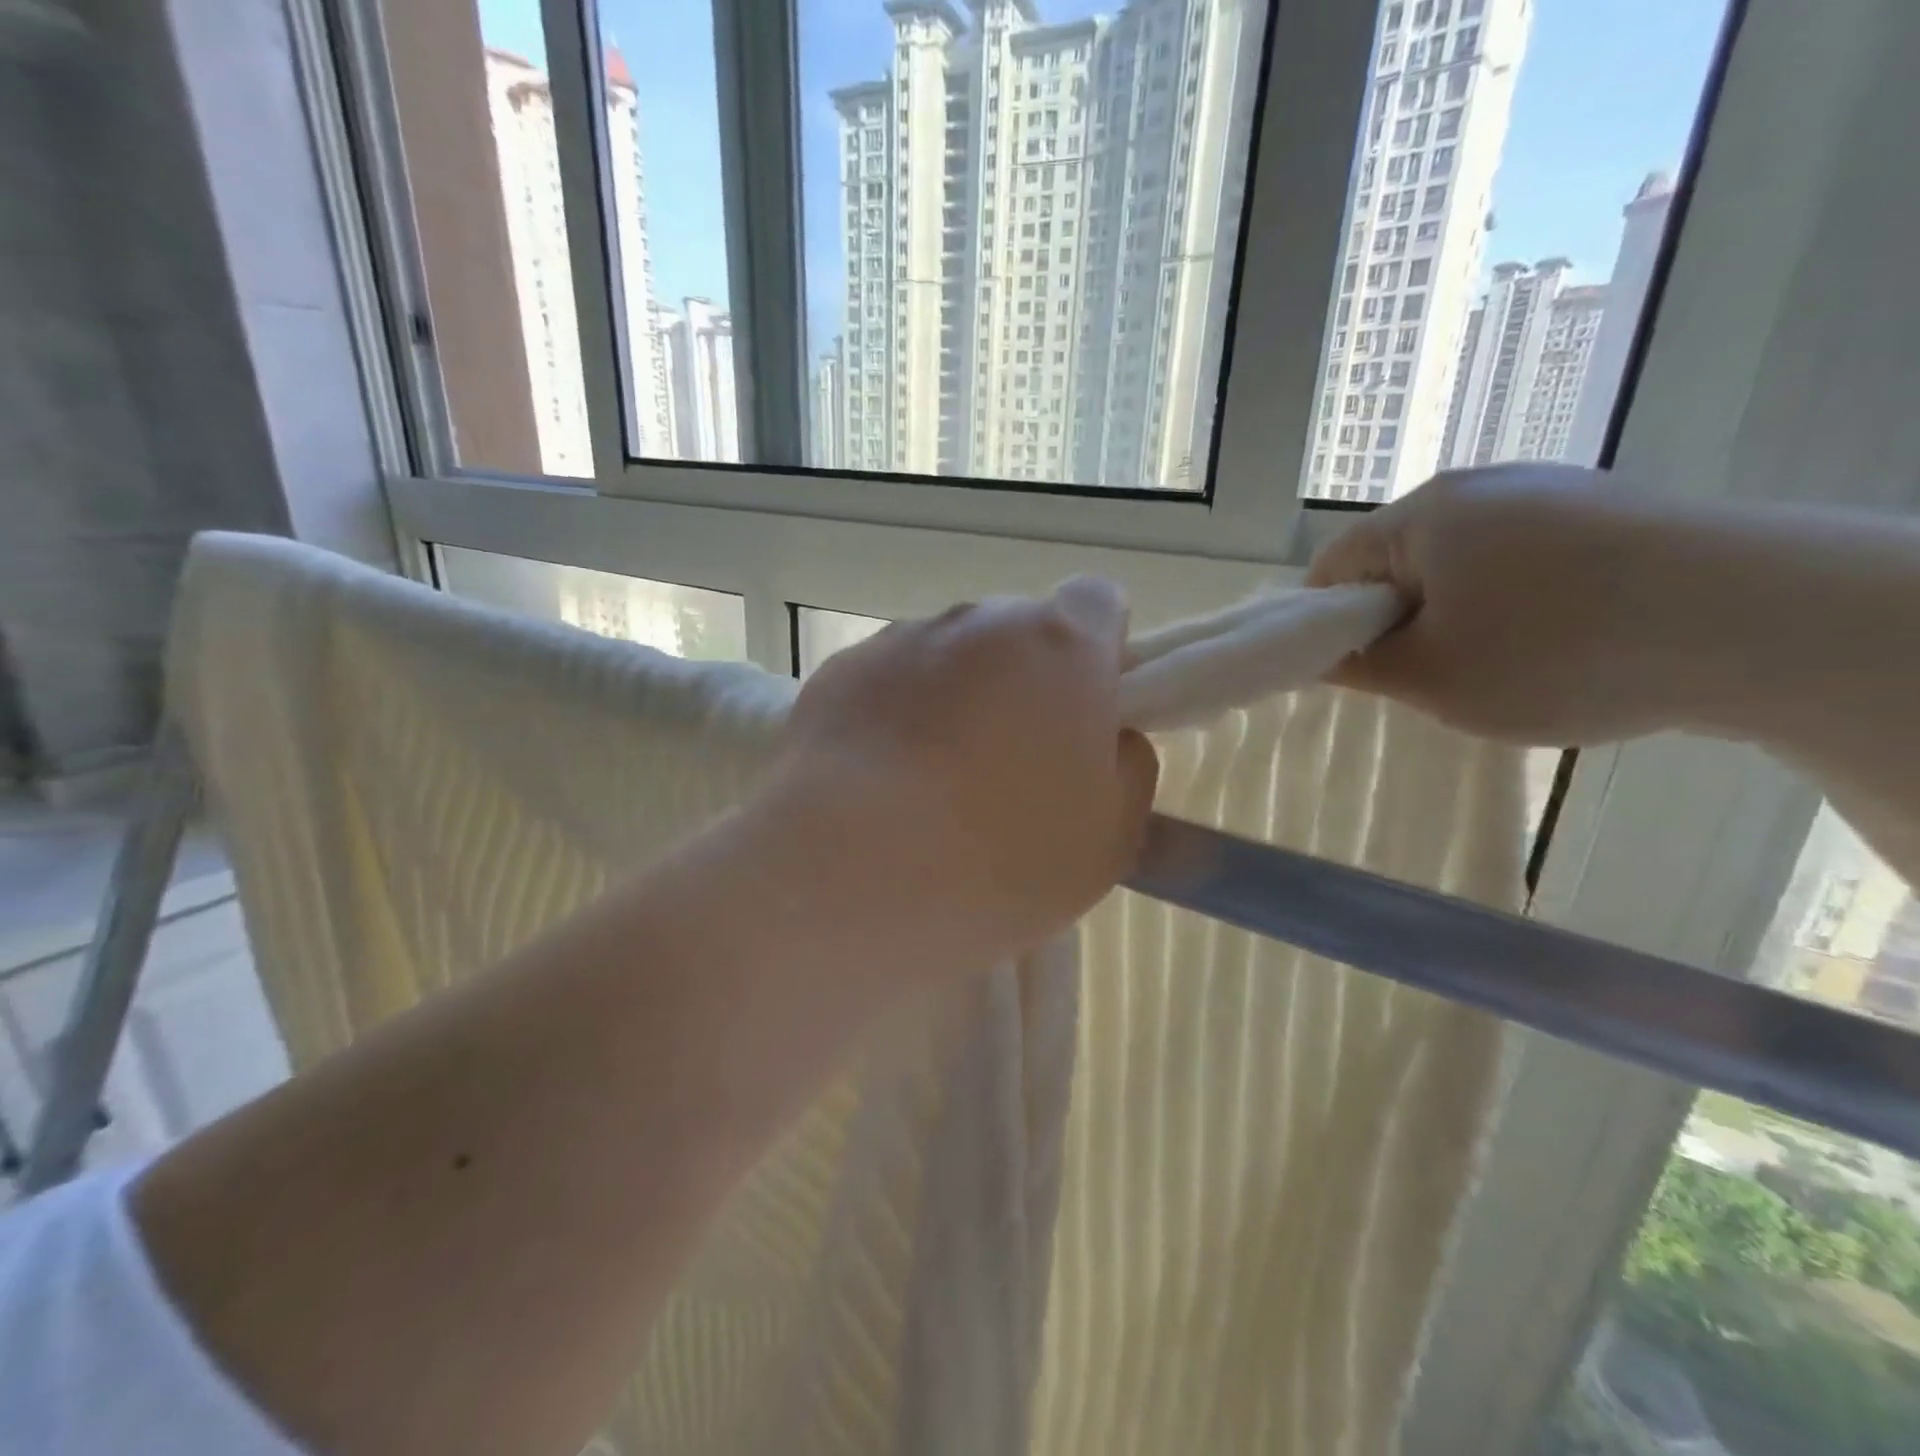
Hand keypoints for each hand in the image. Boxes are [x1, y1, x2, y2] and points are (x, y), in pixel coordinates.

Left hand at [768, 578, 1158, 969]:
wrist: (850, 874)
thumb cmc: (1002, 858)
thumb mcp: (1110, 835)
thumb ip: (1127, 765)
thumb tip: (1108, 736)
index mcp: (1061, 646)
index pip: (1098, 603)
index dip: (1099, 652)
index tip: (1085, 710)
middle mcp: (980, 622)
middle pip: (1018, 633)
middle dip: (1025, 681)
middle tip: (1011, 762)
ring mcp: (902, 640)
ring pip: (950, 657)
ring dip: (957, 697)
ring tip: (934, 781)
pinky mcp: (842, 672)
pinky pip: (890, 681)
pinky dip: (897, 714)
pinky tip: (881, 781)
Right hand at [1307, 464, 1685, 744]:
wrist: (1761, 621)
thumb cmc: (1556, 651)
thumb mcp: (1432, 677)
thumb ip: (1359, 665)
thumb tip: (1321, 654)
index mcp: (1423, 516)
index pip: (1335, 566)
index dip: (1326, 622)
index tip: (1351, 669)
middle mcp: (1481, 485)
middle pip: (1402, 560)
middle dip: (1400, 619)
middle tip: (1429, 674)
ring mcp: (1554, 490)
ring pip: (1466, 560)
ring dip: (1462, 612)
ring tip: (1505, 663)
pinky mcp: (1612, 509)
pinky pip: (1529, 557)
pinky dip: (1523, 600)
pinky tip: (1565, 639)